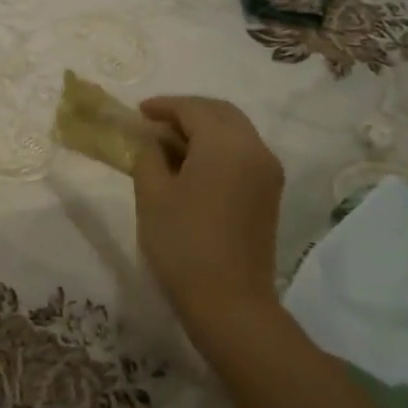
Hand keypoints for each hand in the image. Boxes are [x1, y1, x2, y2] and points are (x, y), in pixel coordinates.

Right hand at [131, 96, 286, 360]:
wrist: (229, 301)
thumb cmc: (182, 243)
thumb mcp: (152, 194)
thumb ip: (148, 155)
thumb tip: (150, 139)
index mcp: (226, 144)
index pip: (193, 109)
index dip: (163, 106)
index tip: (137, 112)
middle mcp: (255, 149)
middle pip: (221, 113)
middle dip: (187, 112)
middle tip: (154, 122)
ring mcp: (267, 172)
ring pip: (235, 132)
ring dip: (203, 129)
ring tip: (169, 144)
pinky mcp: (269, 193)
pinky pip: (242, 153)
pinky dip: (217, 148)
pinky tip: (191, 165)